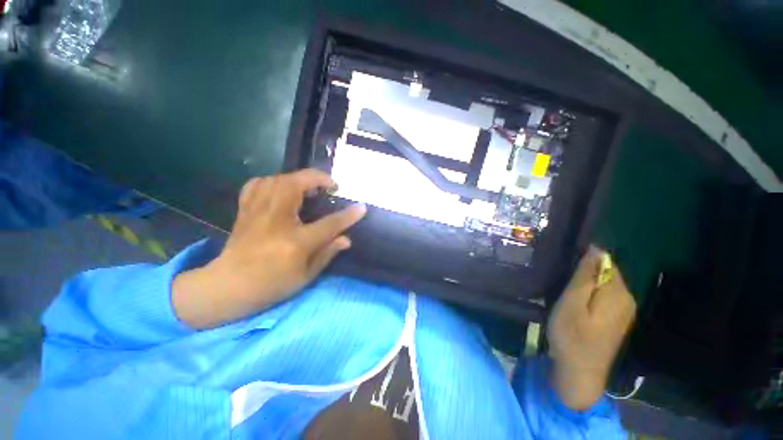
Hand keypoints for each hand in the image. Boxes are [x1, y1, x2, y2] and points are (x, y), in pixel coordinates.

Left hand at [172, 169, 366, 328]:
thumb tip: (347, 239)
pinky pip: (258, 184)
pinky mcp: (245, 210)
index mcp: (294, 242)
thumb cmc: (271, 285)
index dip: (348, 215)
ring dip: (298, 178)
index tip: (361, 207)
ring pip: (278, 179)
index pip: (328, 224)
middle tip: (331, 186)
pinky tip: (282, 188)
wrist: (227, 286)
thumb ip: (328, 253)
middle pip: (296, 185)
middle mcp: (275, 221)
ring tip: (309, 187)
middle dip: (318, 178)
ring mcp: (257, 212)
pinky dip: (273, 181)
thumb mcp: (305, 276)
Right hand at [548, 246, 636, 409]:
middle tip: (560, 279)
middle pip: (606, 272)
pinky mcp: (617, 319)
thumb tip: (596, 249)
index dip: (585, 259)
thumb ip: (585, 276)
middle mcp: (627, 299)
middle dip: (585, 271)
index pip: (606, 262)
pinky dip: (590, 293)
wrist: (580, 373)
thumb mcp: (572, 303)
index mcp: (618, 293)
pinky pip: (605, 295)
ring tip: (564, 290)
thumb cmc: (572, 335)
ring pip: (604, 284)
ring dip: (585, 283)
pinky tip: (575, 302)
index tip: (564, 266)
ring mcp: (624, 311)